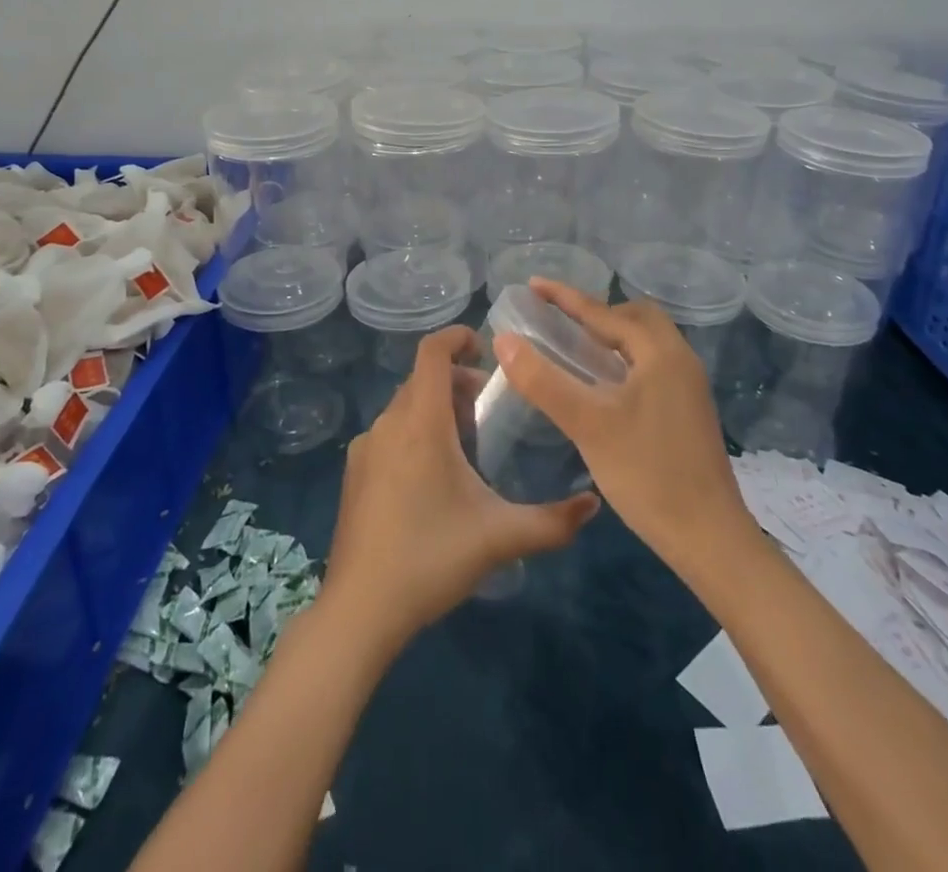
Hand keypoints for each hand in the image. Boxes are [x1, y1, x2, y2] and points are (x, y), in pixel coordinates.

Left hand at [321, 326, 599, 653]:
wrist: (360, 609)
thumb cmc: (431, 558)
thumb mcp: (500, 537)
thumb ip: (553, 521)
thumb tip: (594, 504)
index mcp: (421, 422)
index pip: (431, 352)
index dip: (456, 337)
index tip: (483, 345)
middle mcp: (388, 423)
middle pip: (422, 380)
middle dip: (456, 381)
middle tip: (487, 407)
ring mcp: (365, 448)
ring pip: (405, 407)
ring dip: (435, 408)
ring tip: (465, 444)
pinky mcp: (354, 473)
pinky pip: (389, 432)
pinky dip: (413, 431)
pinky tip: (431, 477)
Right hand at [495, 281, 753, 573]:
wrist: (709, 538)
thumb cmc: (647, 474)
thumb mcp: (588, 424)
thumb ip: (543, 380)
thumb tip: (504, 341)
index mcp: (661, 353)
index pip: (605, 312)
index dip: (566, 298)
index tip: (533, 285)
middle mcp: (680, 360)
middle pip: (635, 318)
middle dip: (595, 313)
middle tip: (558, 322)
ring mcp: (688, 387)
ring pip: (646, 343)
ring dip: (612, 337)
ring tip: (575, 349)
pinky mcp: (688, 411)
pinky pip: (651, 366)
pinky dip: (624, 360)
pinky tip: (602, 387)